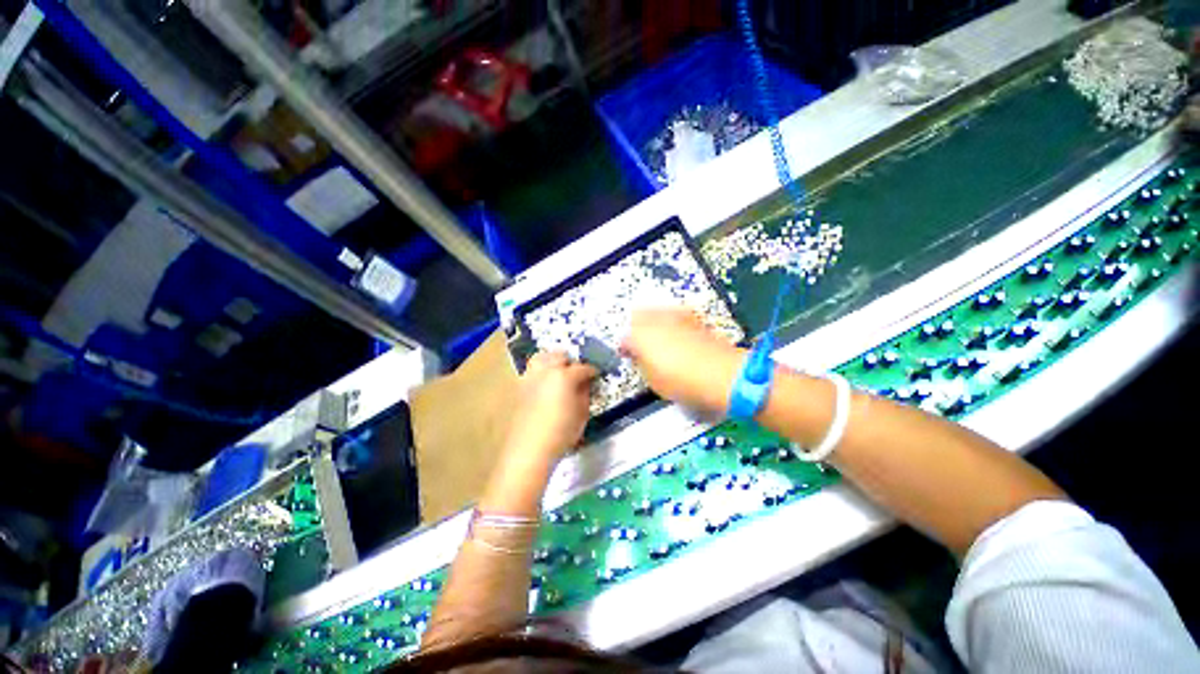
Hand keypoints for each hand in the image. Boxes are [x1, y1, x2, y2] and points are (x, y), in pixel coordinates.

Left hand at [502, 351, 596, 465]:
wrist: (530, 449)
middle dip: (571, 361)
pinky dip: (541, 370)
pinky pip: (532, 370)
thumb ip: (585, 393)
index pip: (582, 367)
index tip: (596, 374)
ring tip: (560, 371)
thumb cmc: (562, 433)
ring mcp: (531, 377)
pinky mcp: (521, 387)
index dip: (592, 370)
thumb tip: (585, 383)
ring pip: (542, 357)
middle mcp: (546, 371)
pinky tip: (546, 383)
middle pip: (560, 355)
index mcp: (564, 376)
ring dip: (553, 360)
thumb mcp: (582, 413)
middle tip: (578, 372)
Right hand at [622, 308, 744, 412]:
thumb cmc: (683, 381)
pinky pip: (675, 314)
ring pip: (657, 311)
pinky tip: (677, 335)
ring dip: (653, 322)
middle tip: (640, 343)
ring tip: (658, 338)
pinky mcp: (694, 317)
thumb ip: (641, 363)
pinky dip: (671, 322)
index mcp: (640, 336)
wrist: (721, 375)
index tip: (627, 355)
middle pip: (638, 316)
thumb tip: (638, 357)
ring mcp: (676, 316)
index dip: (624, 348)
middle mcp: (656, 320)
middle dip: (636, 328)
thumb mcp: (652, 380)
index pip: (624, 338)